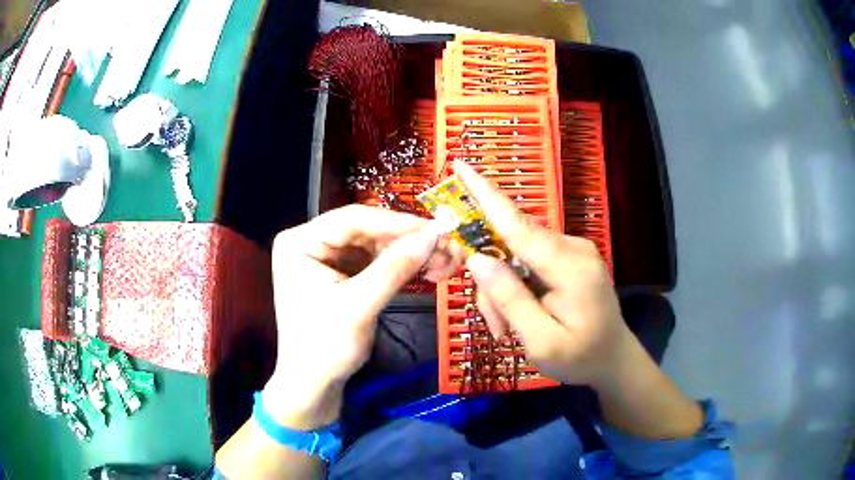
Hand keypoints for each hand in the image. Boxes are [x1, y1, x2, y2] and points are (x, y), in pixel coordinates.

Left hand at [264, 205, 459, 428]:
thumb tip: (434, 234)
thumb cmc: (325, 347)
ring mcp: (326, 257)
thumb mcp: (359, 306)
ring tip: (443, 260)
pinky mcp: (341, 273)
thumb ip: (395, 267)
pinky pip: (374, 260)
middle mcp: (311, 242)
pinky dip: (400, 265)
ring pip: (374, 244)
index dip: (396, 222)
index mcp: (299, 242)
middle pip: (365, 230)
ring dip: (408, 252)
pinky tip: (426, 269)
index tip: (435, 229)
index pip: (352, 219)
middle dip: (406, 240)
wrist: (313, 385)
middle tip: (446, 247)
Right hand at [454, 160, 633, 387]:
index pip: (518, 224)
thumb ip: (511, 299)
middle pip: (510, 244)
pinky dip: (515, 286)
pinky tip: (518, 316)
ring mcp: (572, 251)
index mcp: (570, 266)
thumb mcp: (541, 341)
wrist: (614, 360)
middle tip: (493, 323)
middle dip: (491, 280)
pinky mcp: (568, 258)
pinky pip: (528, 261)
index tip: (460, 165)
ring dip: (502, 290)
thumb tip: (478, 258)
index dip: (486, 195)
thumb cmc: (581, 358)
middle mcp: (571, 247)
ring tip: (507, 329)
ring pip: (515, 255)